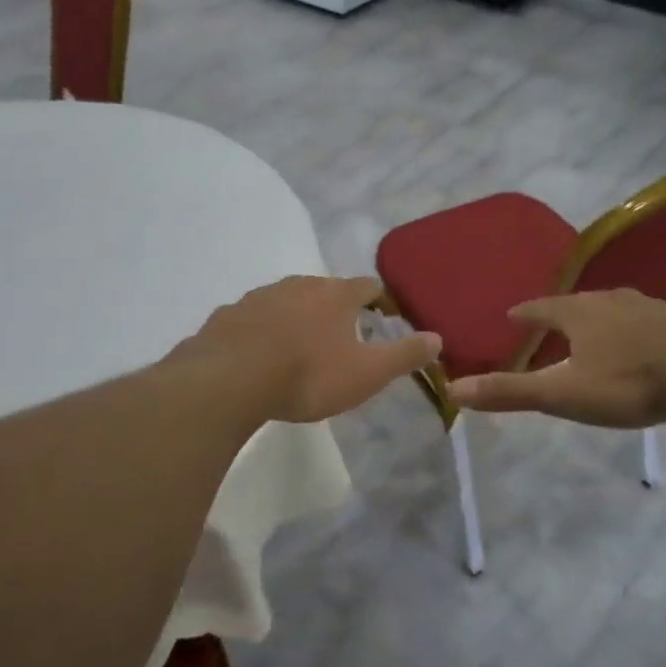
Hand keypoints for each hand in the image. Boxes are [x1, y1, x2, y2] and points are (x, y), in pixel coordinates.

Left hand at [181, 276, 440, 423]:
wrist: (231, 381)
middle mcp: (298, 285)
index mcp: (335, 295)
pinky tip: (258, 354)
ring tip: (299, 347)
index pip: (367, 286)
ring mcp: (259, 297)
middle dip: (334, 309)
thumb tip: (437, 337)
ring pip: (286, 301)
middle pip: (324, 290)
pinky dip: (261, 331)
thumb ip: (404, 355)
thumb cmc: (309, 375)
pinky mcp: (228, 315)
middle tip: (341, 337)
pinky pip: (252, 319)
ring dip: (296, 317)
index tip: (383, 315)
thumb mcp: (367, 372)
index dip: (378, 299)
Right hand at [447, 289, 665, 427]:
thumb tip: (454, 388)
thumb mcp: (563, 393)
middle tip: (549, 324)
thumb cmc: (628, 382)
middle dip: (560, 313)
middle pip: (576, 303)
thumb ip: (510, 392)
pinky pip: (643, 318)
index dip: (524, 313)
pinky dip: (629, 326)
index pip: (541, 308)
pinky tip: (638, 340)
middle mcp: (610, 300)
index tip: (511, 315)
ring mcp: (648, 306)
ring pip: (612, 307)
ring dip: (596, 316)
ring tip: (590, 329)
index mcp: (579, 313)